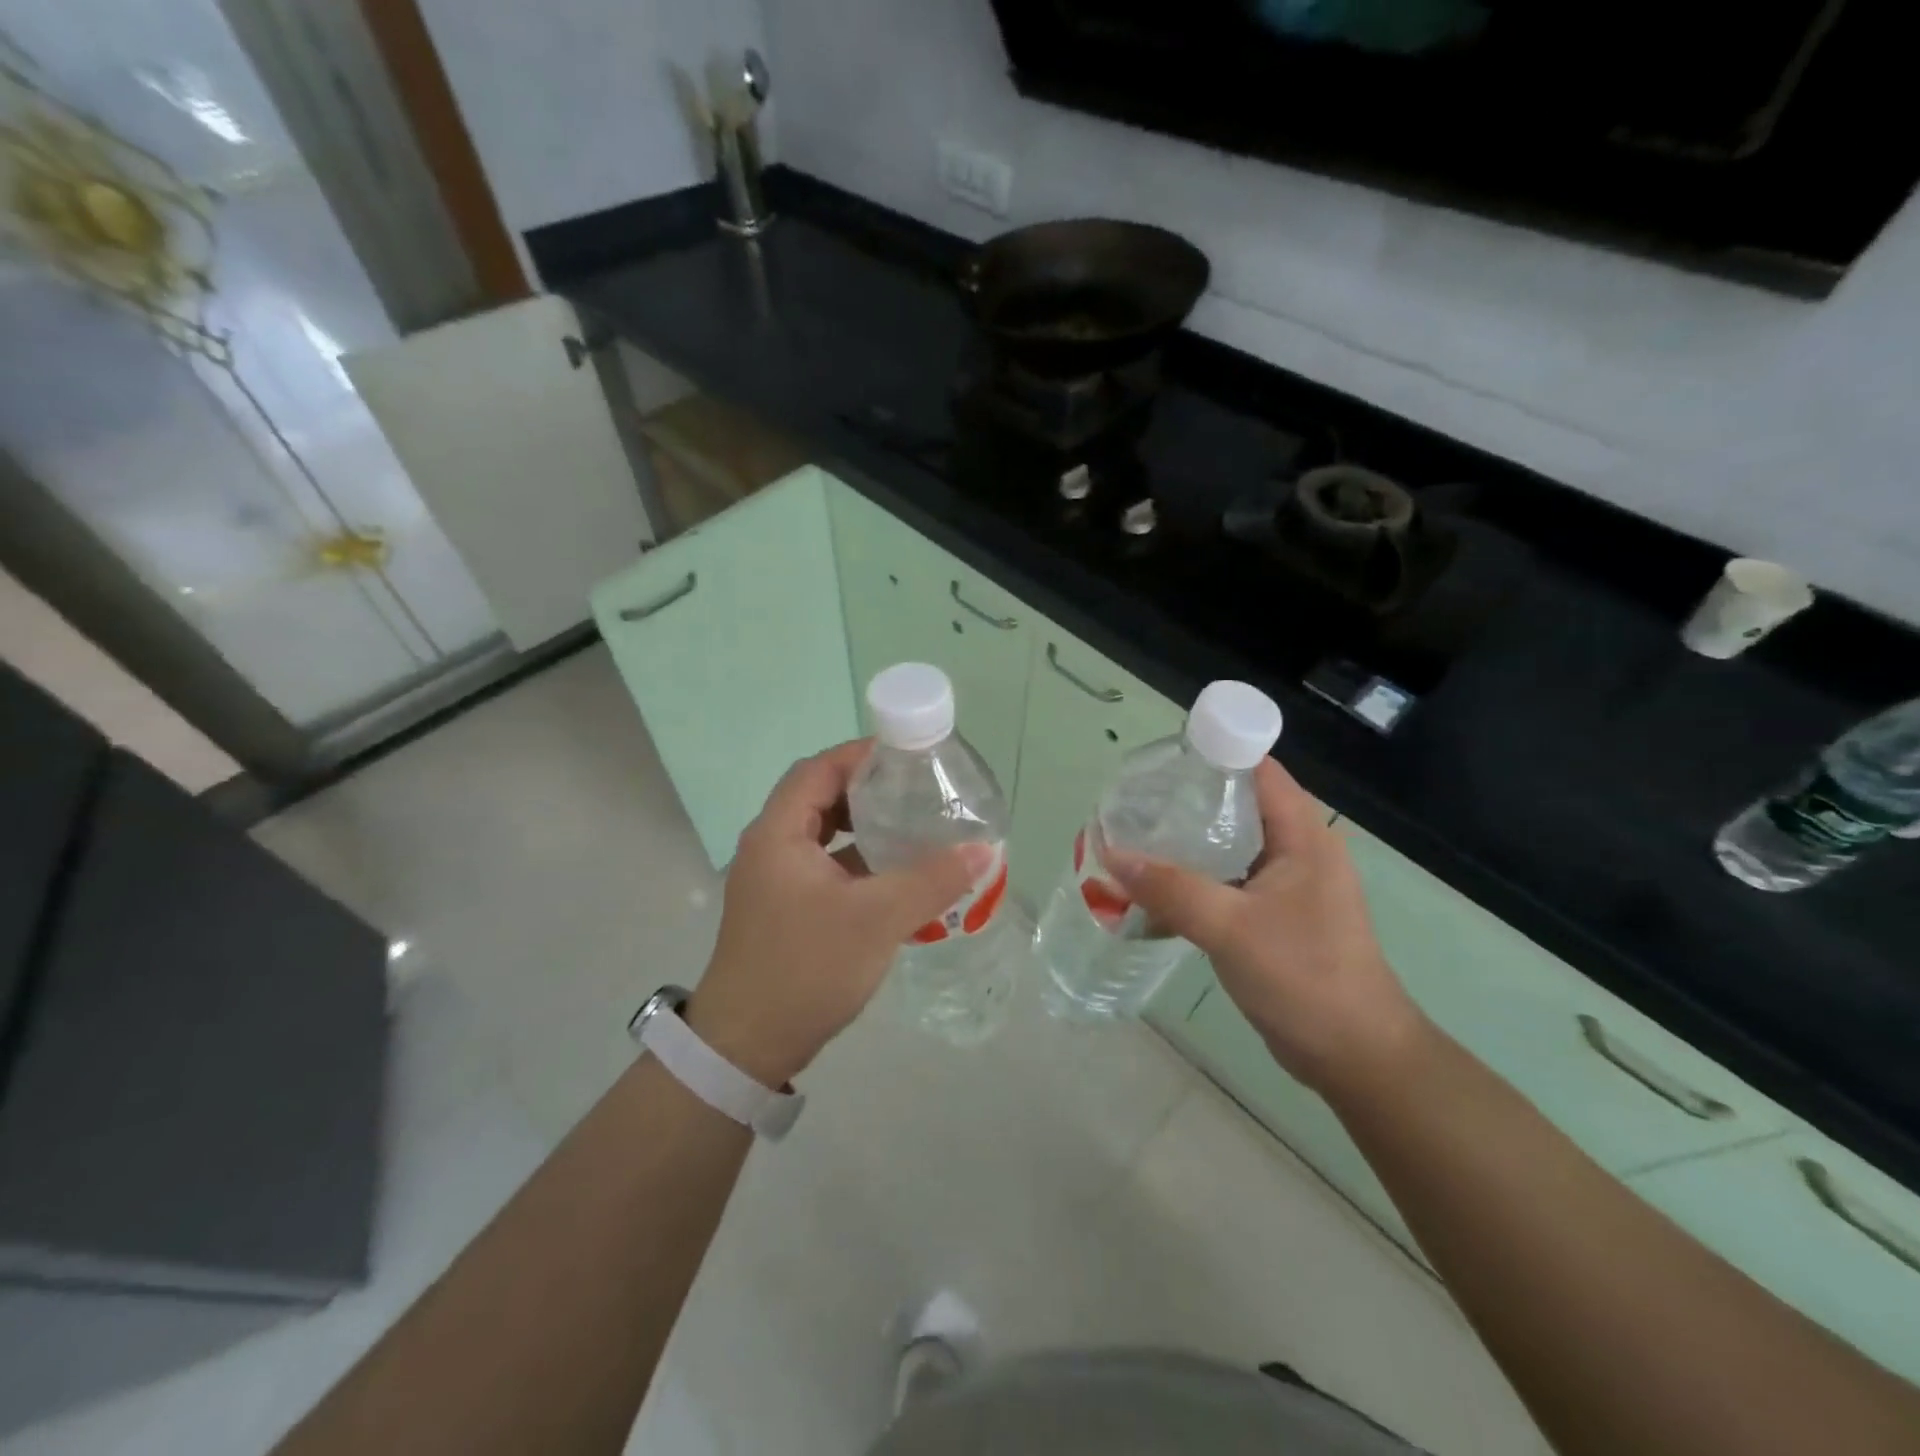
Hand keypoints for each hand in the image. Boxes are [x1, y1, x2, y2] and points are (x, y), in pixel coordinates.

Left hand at [684, 740, 994, 1086]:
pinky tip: (893, 873)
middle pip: (819, 796)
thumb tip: (984, 849)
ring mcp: (774, 879)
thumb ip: (931, 880)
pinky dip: (856, 859)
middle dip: (867, 789)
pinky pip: (823, 864)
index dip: (861, 755)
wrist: (748, 1046)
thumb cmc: (806, 968)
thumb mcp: (877, 920)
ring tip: (910, 825)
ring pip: (821, 833)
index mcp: (778, 834)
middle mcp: (769, 846)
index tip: (908, 756)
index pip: (818, 769)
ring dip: (862, 825)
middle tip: (916, 790)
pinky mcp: (784, 907)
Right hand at [1104, 759, 1426, 1098]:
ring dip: (1186, 845)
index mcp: (1302, 836)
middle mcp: (1297, 851)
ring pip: (1229, 848)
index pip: (1258, 770)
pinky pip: (1228, 884)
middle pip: (1238, 806)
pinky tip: (1155, 892)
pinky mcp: (1275, 918)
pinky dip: (1193, 881)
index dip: (1214, 753)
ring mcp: (1287, 887)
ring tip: (1135, 840)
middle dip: (1186, 800)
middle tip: (1134, 802)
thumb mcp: (1231, 928)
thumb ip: (1171, 889)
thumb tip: (1111, 854)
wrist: (1355, 1055)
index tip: (1161, 757)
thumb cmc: (1305, 977)